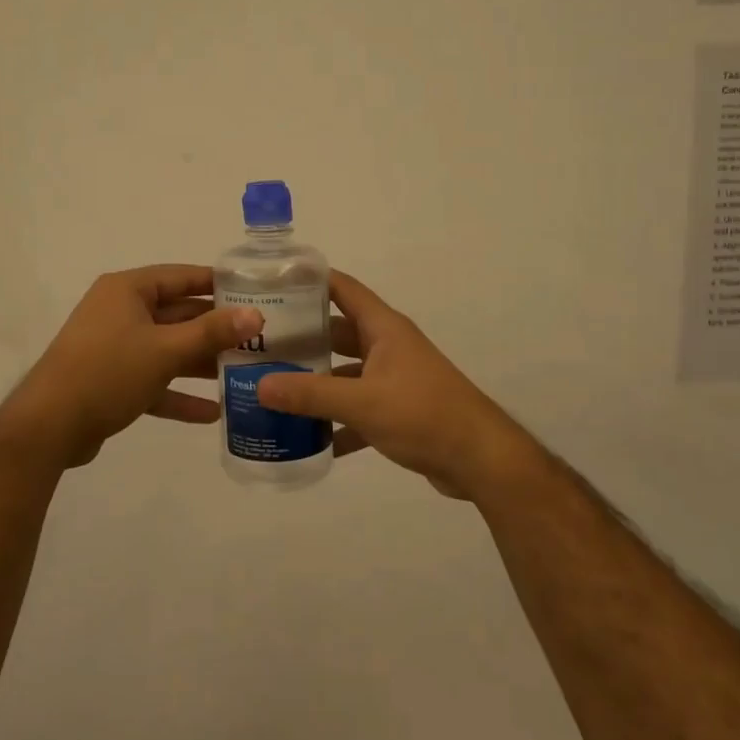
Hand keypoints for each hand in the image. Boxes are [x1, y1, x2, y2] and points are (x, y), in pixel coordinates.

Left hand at [0, 265, 262, 468]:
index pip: (182, 276)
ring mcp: (115, 347)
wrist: (49, 427)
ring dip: (201, 363)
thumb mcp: (165, 350)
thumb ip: (212, 333)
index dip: (218, 284)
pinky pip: (154, 381)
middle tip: (259, 339)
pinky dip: (179, 394)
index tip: (256, 293)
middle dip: (215, 330)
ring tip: (244, 374)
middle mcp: (121, 312)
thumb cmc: (108, 372)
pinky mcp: (112, 381)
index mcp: (128, 291)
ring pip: (168, 350)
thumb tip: (256, 316)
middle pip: (178, 315)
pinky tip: (213, 413)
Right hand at [256, 271, 530, 498]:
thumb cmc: (423, 414)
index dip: (310, 280)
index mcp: (383, 329)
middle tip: (259, 343)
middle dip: (302, 337)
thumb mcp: (362, 402)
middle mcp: (388, 347)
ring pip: (345, 373)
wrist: (479, 459)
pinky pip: (357, 409)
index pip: (343, 289)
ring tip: (272, 388)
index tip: (272, 281)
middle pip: (337, 332)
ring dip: (315, 382)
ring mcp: (393, 379)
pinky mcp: (397, 411)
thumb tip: (259, 386)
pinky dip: (335, 421)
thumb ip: (310, 395)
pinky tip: (305, 438)